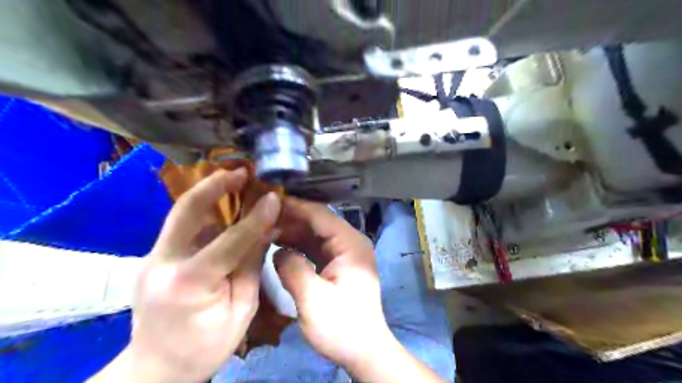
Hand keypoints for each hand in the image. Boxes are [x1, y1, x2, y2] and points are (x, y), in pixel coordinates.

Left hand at [91, 169, 279, 382]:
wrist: (155, 369)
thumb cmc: (205, 346)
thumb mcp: (241, 310)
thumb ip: (251, 266)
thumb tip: (267, 229)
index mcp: (189, 283)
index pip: (230, 241)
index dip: (256, 218)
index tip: (274, 198)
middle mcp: (162, 263)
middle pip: (185, 211)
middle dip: (214, 185)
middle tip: (240, 171)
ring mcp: (151, 258)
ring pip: (180, 214)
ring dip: (208, 193)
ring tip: (234, 179)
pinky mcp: (153, 258)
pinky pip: (181, 227)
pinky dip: (203, 212)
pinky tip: (222, 206)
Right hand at [276, 198, 448, 381]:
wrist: (364, 351)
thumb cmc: (342, 327)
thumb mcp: (313, 299)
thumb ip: (292, 269)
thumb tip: (277, 251)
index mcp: (350, 244)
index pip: (320, 215)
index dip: (294, 207)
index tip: (268, 201)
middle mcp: (350, 242)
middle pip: (318, 222)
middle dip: (291, 218)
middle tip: (261, 215)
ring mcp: (345, 253)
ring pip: (315, 234)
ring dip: (292, 231)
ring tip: (265, 228)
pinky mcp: (338, 264)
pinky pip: (316, 248)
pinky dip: (298, 246)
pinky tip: (278, 246)